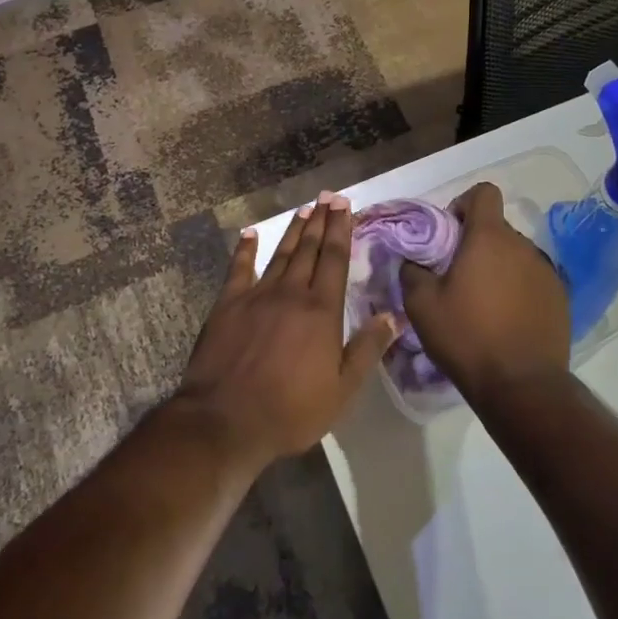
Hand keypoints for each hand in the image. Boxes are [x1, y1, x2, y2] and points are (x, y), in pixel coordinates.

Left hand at [172, 192, 400, 468]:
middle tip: (328, 197)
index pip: (335, 260)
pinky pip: (238, 269)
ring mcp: (256, 296)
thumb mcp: (341, 390)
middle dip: (321, 221)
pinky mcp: (227, 305)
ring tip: (304, 210)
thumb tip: (392, 316)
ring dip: (294, 231)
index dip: (341, 230)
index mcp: (321, 311)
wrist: (225, 421)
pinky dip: (245, 249)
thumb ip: (367, 349)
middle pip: (310, 250)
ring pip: (281, 255)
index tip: (345, 206)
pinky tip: (250, 233)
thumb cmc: (290, 411)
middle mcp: (291, 293)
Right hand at [400, 182, 570, 405]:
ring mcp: (546, 271)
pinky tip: (507, 319)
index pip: (484, 193)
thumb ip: (412, 271)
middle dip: (477, 242)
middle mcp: (522, 245)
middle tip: (457, 275)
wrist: (521, 386)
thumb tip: (412, 260)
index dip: (464, 204)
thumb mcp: (421, 306)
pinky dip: (518, 289)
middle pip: (497, 228)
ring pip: (516, 255)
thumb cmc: (467, 337)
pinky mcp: (561, 297)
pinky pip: (533, 279)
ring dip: (498, 267)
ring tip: (483, 302)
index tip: (450, 233)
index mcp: (489, 238)